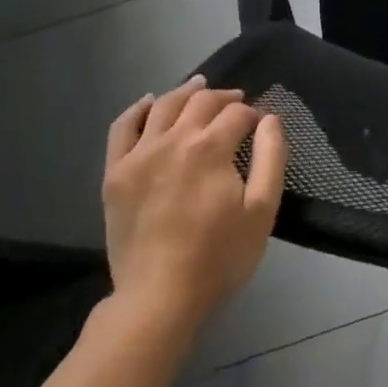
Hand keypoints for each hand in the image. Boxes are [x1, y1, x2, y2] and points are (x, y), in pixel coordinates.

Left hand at [101, 76, 286, 338]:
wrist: (158, 299)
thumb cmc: (218, 257)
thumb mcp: (262, 210)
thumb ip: (272, 157)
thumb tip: (270, 119)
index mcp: (210, 148)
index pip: (236, 114)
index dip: (252, 115)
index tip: (259, 125)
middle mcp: (173, 140)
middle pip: (201, 102)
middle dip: (224, 98)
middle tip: (237, 103)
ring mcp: (139, 155)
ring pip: (164, 106)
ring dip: (186, 92)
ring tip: (200, 87)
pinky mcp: (115, 173)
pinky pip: (123, 127)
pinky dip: (138, 109)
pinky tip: (150, 102)